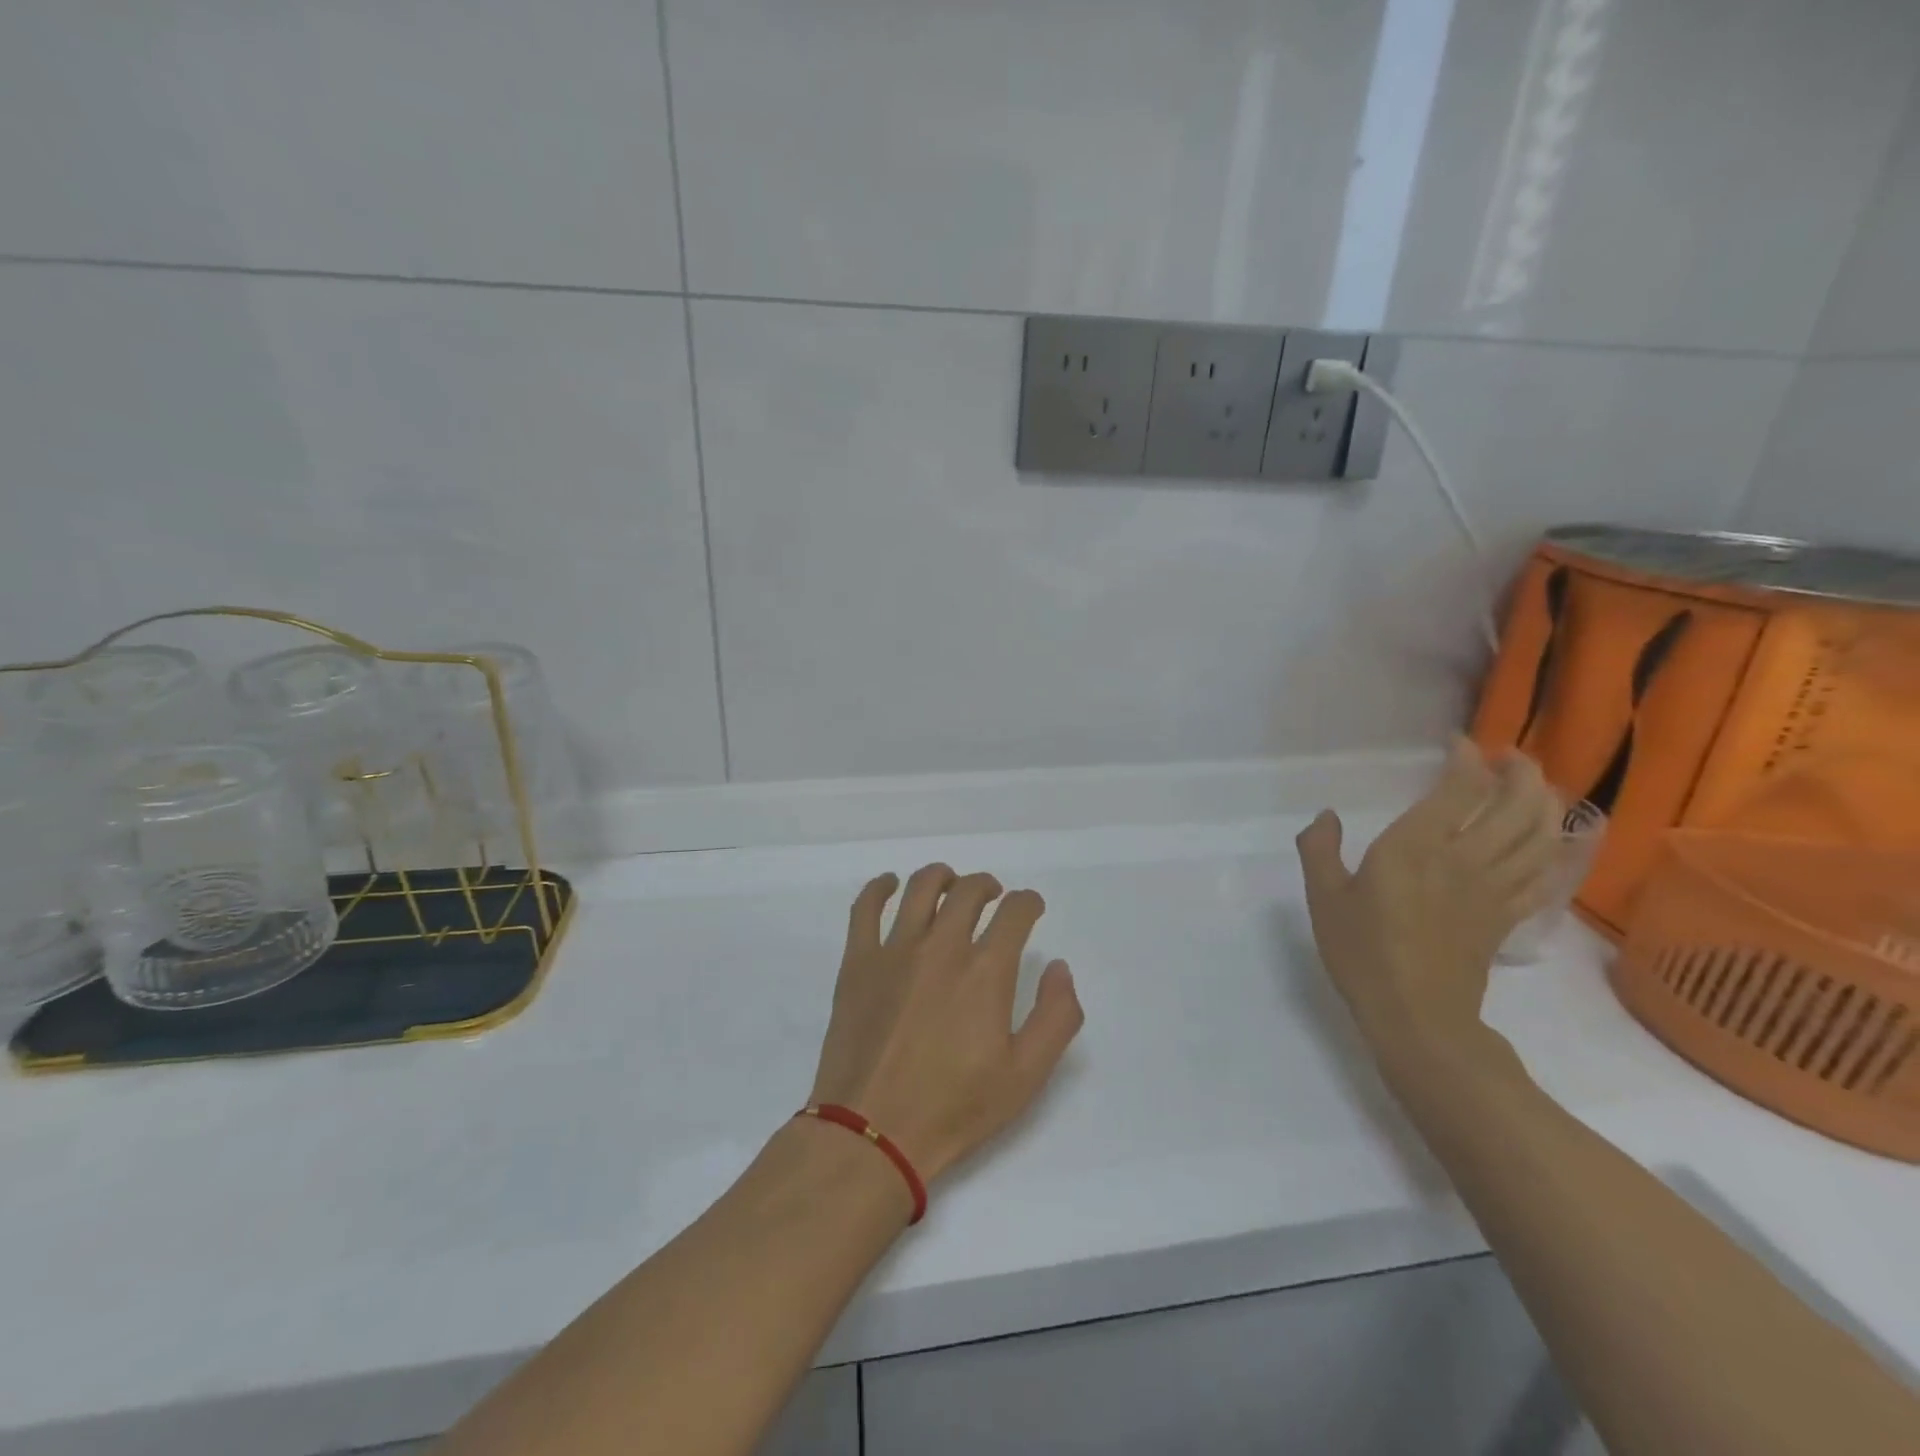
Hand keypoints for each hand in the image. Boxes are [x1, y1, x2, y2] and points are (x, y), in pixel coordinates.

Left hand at [808, 865, 1084, 1184]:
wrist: (872, 1133)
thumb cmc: (954, 1107)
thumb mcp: (1026, 1075)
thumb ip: (1056, 1016)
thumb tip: (1059, 968)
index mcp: (985, 971)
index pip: (1015, 912)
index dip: (1028, 903)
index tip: (1030, 909)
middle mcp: (942, 946)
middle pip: (968, 890)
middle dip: (987, 886)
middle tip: (992, 898)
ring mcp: (894, 949)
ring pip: (920, 887)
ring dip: (942, 877)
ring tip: (950, 886)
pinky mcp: (857, 961)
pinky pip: (865, 907)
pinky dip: (879, 887)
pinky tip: (889, 885)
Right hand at [1295, 741, 1560, 1062]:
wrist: (1416, 1016)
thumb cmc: (1362, 952)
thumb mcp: (1324, 897)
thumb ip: (1319, 849)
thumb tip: (1326, 816)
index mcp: (1416, 848)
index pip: (1460, 788)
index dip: (1466, 758)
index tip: (1457, 743)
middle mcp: (1465, 859)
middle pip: (1516, 804)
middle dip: (1520, 772)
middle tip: (1508, 756)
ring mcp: (1495, 889)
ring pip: (1541, 835)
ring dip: (1546, 803)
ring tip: (1536, 786)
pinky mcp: (1508, 916)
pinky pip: (1548, 875)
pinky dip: (1561, 850)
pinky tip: (1563, 838)